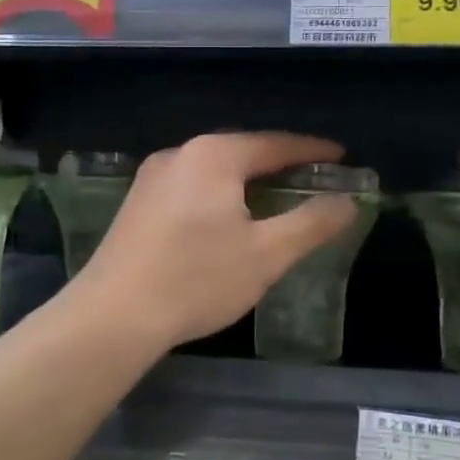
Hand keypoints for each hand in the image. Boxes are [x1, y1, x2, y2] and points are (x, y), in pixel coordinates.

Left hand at [74, 132, 358, 352]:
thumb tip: (347, 202)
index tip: (340, 156)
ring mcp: (153, 177)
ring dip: (247, 178)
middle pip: (242, 150)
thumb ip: (312, 224)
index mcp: (214, 156)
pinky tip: (227, 217)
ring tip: (275, 196)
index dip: (312, 150)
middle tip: (311, 178)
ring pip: (214, 168)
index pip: (275, 143)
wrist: (113, 316)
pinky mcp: (137, 202)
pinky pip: (191, 185)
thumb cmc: (197, 279)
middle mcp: (181, 154)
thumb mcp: (266, 254)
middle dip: (279, 162)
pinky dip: (220, 192)